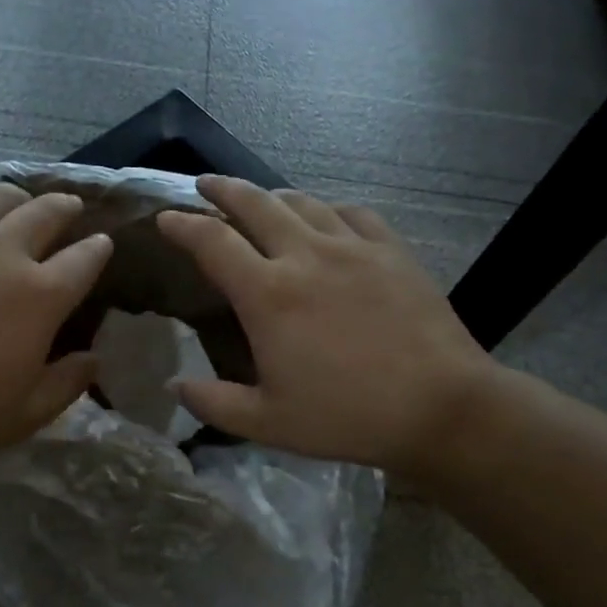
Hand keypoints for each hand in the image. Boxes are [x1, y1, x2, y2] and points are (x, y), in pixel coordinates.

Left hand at [0, 180, 111, 464]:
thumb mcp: (20, 416)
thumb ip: (66, 385)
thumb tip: (94, 359)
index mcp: (39, 296)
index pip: (85, 259)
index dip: (99, 249)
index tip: (102, 245)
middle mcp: (4, 252)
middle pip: (48, 212)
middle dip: (67, 207)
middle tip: (70, 209)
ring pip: (0, 194)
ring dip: (21, 195)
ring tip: (22, 202)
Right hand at [157, 176, 500, 478]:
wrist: (440, 407)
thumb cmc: (347, 416)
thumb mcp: (268, 423)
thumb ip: (213, 402)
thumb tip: (174, 386)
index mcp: (268, 294)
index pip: (212, 242)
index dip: (183, 225)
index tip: (166, 218)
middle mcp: (304, 255)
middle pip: (255, 203)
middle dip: (223, 188)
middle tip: (205, 183)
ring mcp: (352, 247)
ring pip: (303, 202)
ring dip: (273, 195)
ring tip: (261, 198)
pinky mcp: (391, 250)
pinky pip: (352, 213)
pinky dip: (328, 209)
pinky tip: (326, 217)